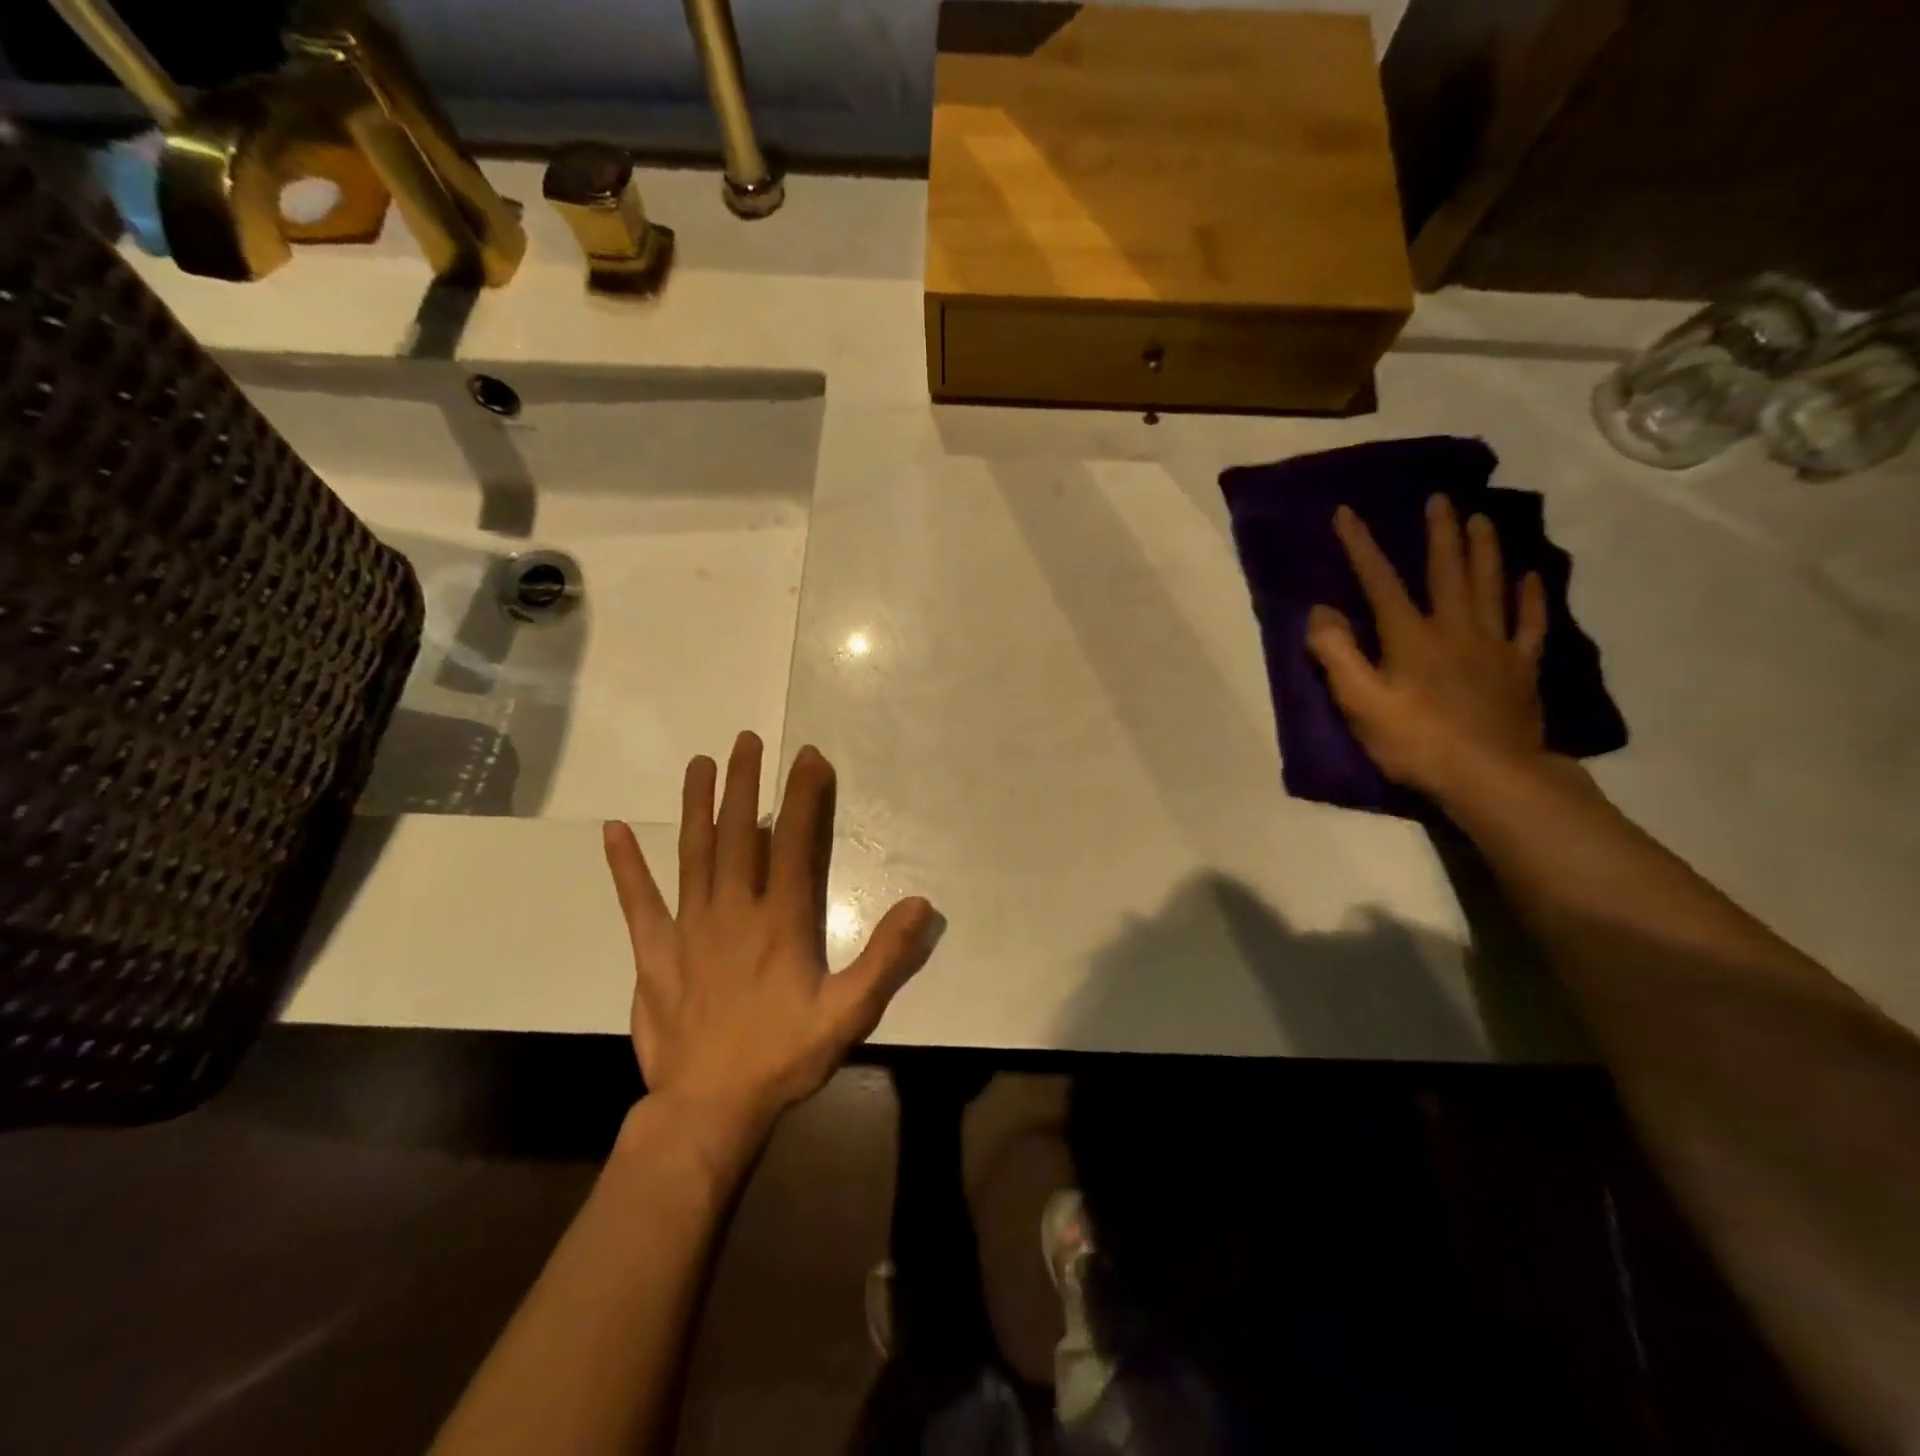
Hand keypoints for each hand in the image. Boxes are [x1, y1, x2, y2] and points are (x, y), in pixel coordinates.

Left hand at [602, 733, 942, 1138]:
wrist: (709, 1109)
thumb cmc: (783, 1056)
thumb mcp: (850, 1012)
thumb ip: (886, 957)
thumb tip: (921, 904)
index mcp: (779, 920)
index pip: (793, 841)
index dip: (802, 795)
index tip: (807, 756)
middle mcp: (732, 910)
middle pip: (738, 833)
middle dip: (745, 783)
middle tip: (746, 740)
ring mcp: (688, 928)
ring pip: (692, 853)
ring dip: (696, 805)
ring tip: (699, 763)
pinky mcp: (654, 952)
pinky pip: (637, 902)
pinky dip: (625, 866)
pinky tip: (612, 831)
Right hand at [1307, 495, 1549, 797]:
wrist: (1490, 776)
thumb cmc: (1415, 742)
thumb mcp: (1359, 702)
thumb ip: (1336, 654)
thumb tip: (1320, 611)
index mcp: (1410, 636)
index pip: (1379, 581)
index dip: (1361, 545)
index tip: (1347, 512)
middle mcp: (1454, 628)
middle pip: (1447, 571)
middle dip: (1439, 533)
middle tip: (1439, 499)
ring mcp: (1493, 645)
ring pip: (1490, 585)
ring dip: (1484, 550)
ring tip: (1482, 518)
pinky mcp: (1520, 668)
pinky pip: (1529, 623)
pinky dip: (1530, 597)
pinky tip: (1530, 576)